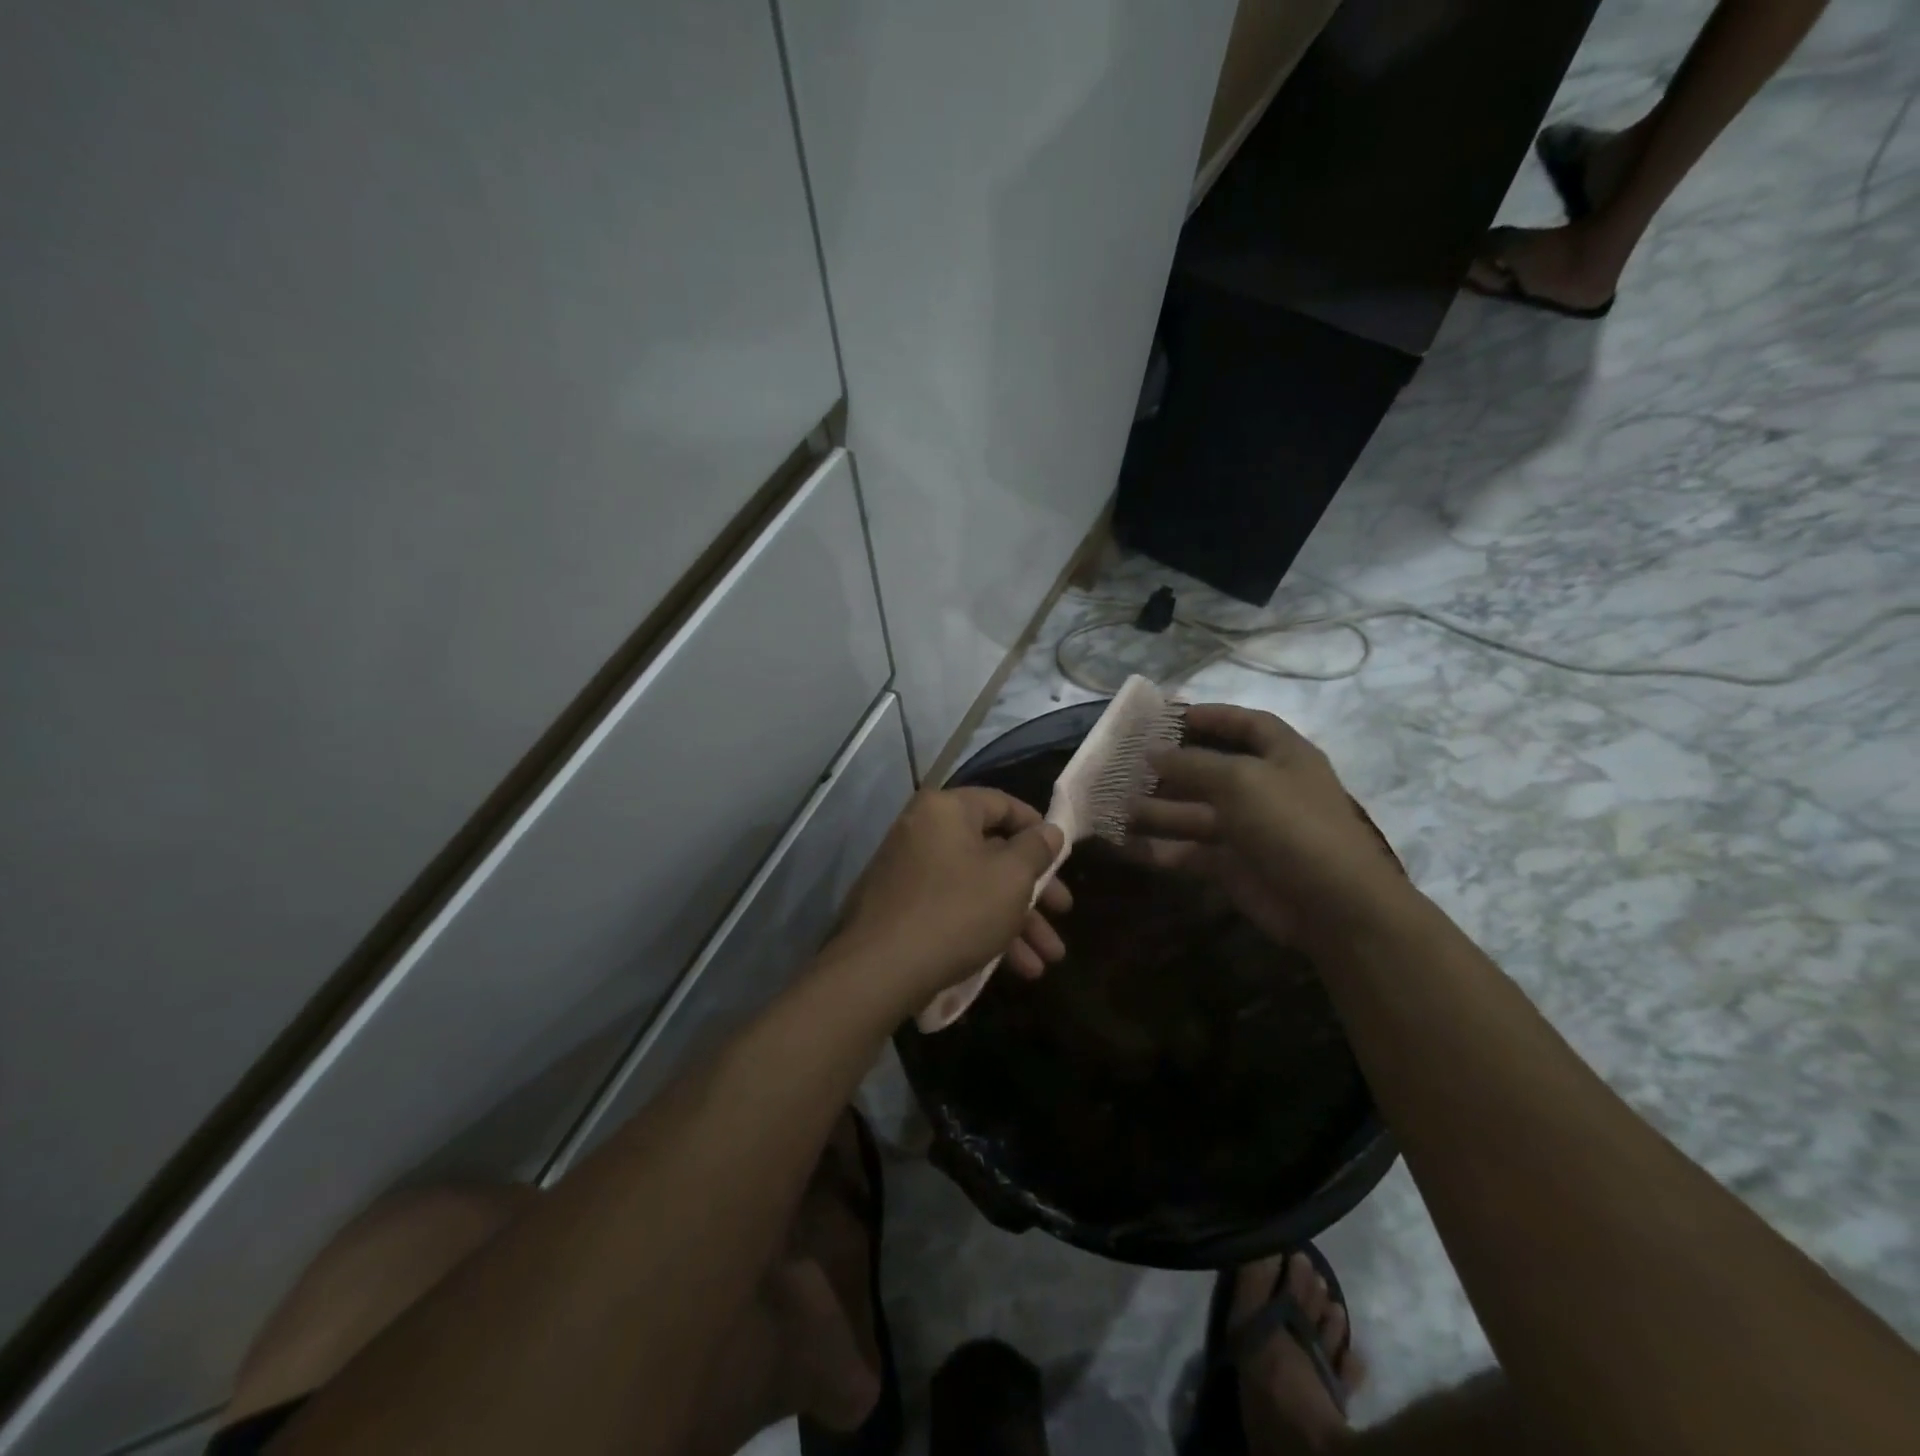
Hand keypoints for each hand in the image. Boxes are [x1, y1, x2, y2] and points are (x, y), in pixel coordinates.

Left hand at [830, 787, 1072, 1009]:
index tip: (1062, 857)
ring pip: (975, 887)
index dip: (1038, 828)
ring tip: (1046, 962)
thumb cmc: (956, 911)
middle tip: (1063, 913)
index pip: (1002, 804)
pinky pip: (952, 908)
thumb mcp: (1010, 879)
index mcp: (946, 810)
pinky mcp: (899, 908)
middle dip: (1033, 891)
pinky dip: (983, 930)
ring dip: (1015, 922)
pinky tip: (1013, 969)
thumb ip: (1036, 850)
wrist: (878, 971)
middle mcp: (923, 831)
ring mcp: (908, 871)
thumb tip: (1050, 830)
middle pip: (991, 852)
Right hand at [1130, 703, 1408, 949]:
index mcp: (1283, 756)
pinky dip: (1157, 849)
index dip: (1212, 715)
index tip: (1169, 714)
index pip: (1248, 724)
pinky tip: (1122, 845)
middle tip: (1123, 762)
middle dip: (1168, 766)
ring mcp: (1247, 830)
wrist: (1332, 906)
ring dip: (1153, 809)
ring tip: (1110, 804)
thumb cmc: (1291, 824)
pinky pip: (1187, 851)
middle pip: (1210, 769)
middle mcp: (1265, 789)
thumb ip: (1192, 763)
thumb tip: (1152, 751)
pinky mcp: (1232, 866)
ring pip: (1192, 813)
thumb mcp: (1241, 780)